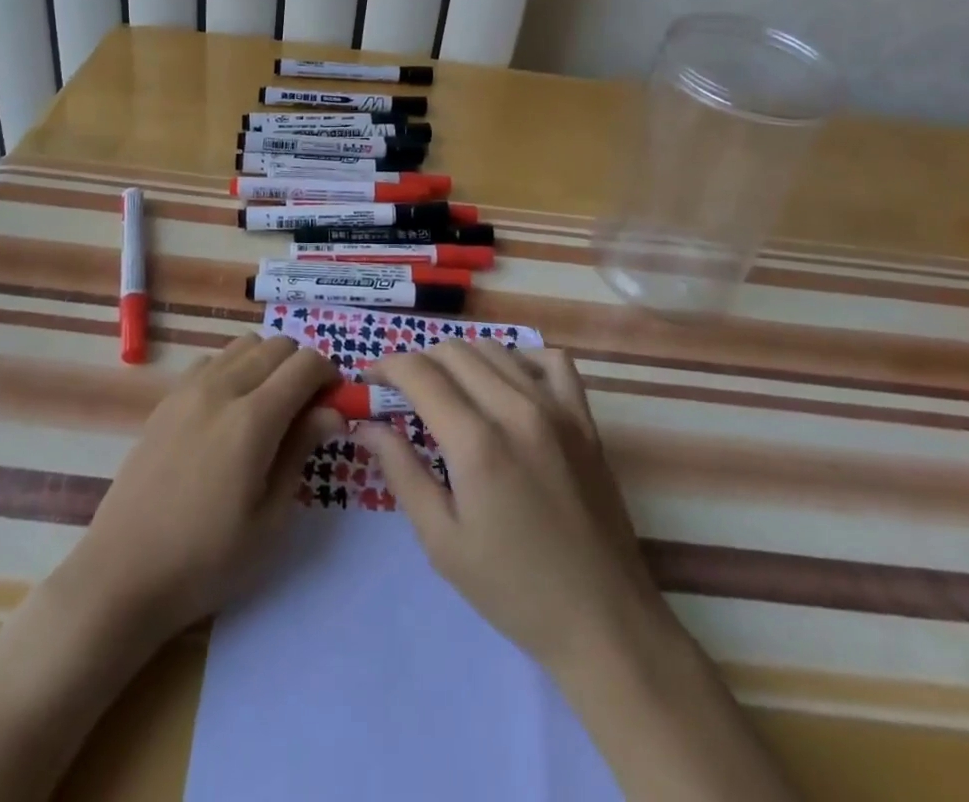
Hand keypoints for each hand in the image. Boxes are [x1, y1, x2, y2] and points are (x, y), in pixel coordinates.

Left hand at [66, 334, 343, 641]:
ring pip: (244, 344)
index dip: (329, 377)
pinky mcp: (166, 399)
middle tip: (305, 410)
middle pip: (277, 345)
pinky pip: (212, 360)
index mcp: (252, 419)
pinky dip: (233, 369)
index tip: (334, 406)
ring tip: (268, 408)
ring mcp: (189, 389)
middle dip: (301, 368)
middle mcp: (221, 388)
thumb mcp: (270, 519)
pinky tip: (229, 411)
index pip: (306, 364)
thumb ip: (301, 451)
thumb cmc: (206, 560)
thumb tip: (332, 411)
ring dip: (267, 363)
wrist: (123, 574)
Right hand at [359, 341, 661, 676]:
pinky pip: (551, 360)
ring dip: (461, 359)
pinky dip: (520, 358)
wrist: (603, 621)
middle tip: (403, 394)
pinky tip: (508, 384)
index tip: (368, 382)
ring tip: (449, 390)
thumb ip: (401, 471)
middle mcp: (516, 409)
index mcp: (477, 442)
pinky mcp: (584, 418)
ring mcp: (556, 408)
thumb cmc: (513, 589)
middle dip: (418, 363)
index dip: (385, 367)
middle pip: (453, 351)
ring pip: (495, 348)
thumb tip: (365, 425)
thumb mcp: (442, 540)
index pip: (419, 373)